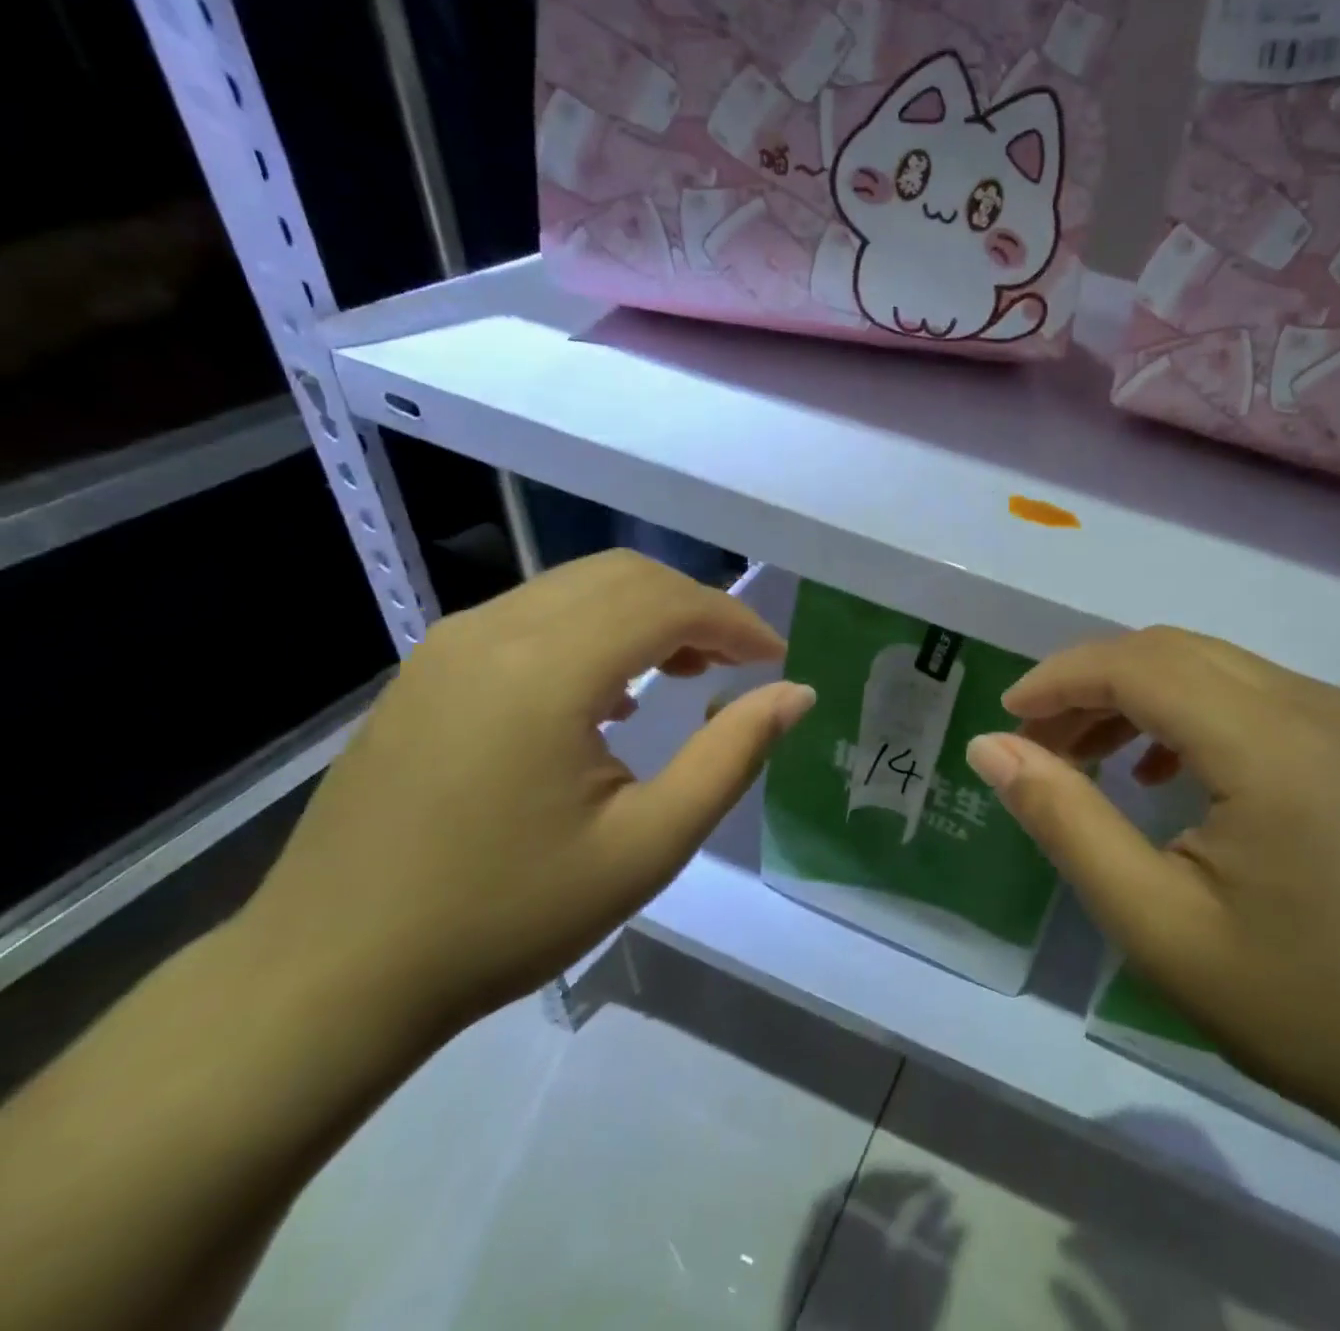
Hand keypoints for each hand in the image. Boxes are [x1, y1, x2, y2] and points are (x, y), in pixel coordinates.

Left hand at [235, 551, 814, 1042]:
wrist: (331, 975)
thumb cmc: (508, 915)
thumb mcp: (648, 844)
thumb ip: (732, 756)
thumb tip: (796, 694)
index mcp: (546, 670)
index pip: (667, 603)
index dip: (735, 622)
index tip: (775, 661)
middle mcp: (494, 632)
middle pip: (625, 576)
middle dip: (697, 608)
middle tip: (738, 665)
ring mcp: (451, 644)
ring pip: (579, 587)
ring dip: (647, 613)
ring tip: (686, 673)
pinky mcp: (430, 668)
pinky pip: (536, 614)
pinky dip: (596, 628)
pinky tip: (610, 693)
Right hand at [964, 627, 1339, 1123]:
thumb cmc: (1288, 1001)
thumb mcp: (1152, 921)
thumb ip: (1065, 820)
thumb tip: (990, 746)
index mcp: (1270, 747)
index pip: (1140, 667)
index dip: (1062, 679)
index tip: (1008, 716)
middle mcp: (1311, 705)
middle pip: (1170, 651)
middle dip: (1090, 683)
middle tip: (1036, 743)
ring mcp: (1339, 715)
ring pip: (1205, 663)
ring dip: (1133, 693)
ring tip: (1084, 754)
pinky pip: (1242, 689)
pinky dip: (1182, 707)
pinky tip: (1159, 768)